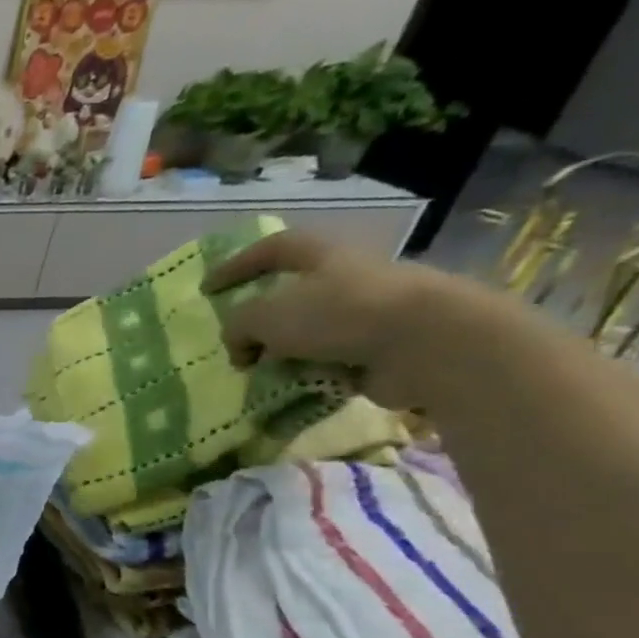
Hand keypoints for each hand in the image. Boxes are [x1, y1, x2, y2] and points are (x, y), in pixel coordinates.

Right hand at [204, 229, 457, 406]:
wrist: (430, 343)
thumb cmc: (341, 314)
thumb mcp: (265, 317)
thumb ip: (239, 327)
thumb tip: (242, 348)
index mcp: (325, 257)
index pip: (274, 249)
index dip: (237, 265)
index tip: (207, 289)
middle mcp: (350, 279)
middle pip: (294, 295)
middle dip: (264, 321)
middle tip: (240, 344)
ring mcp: (371, 314)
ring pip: (312, 332)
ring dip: (285, 353)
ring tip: (265, 375)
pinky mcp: (385, 348)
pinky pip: (333, 361)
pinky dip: (311, 374)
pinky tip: (298, 388)